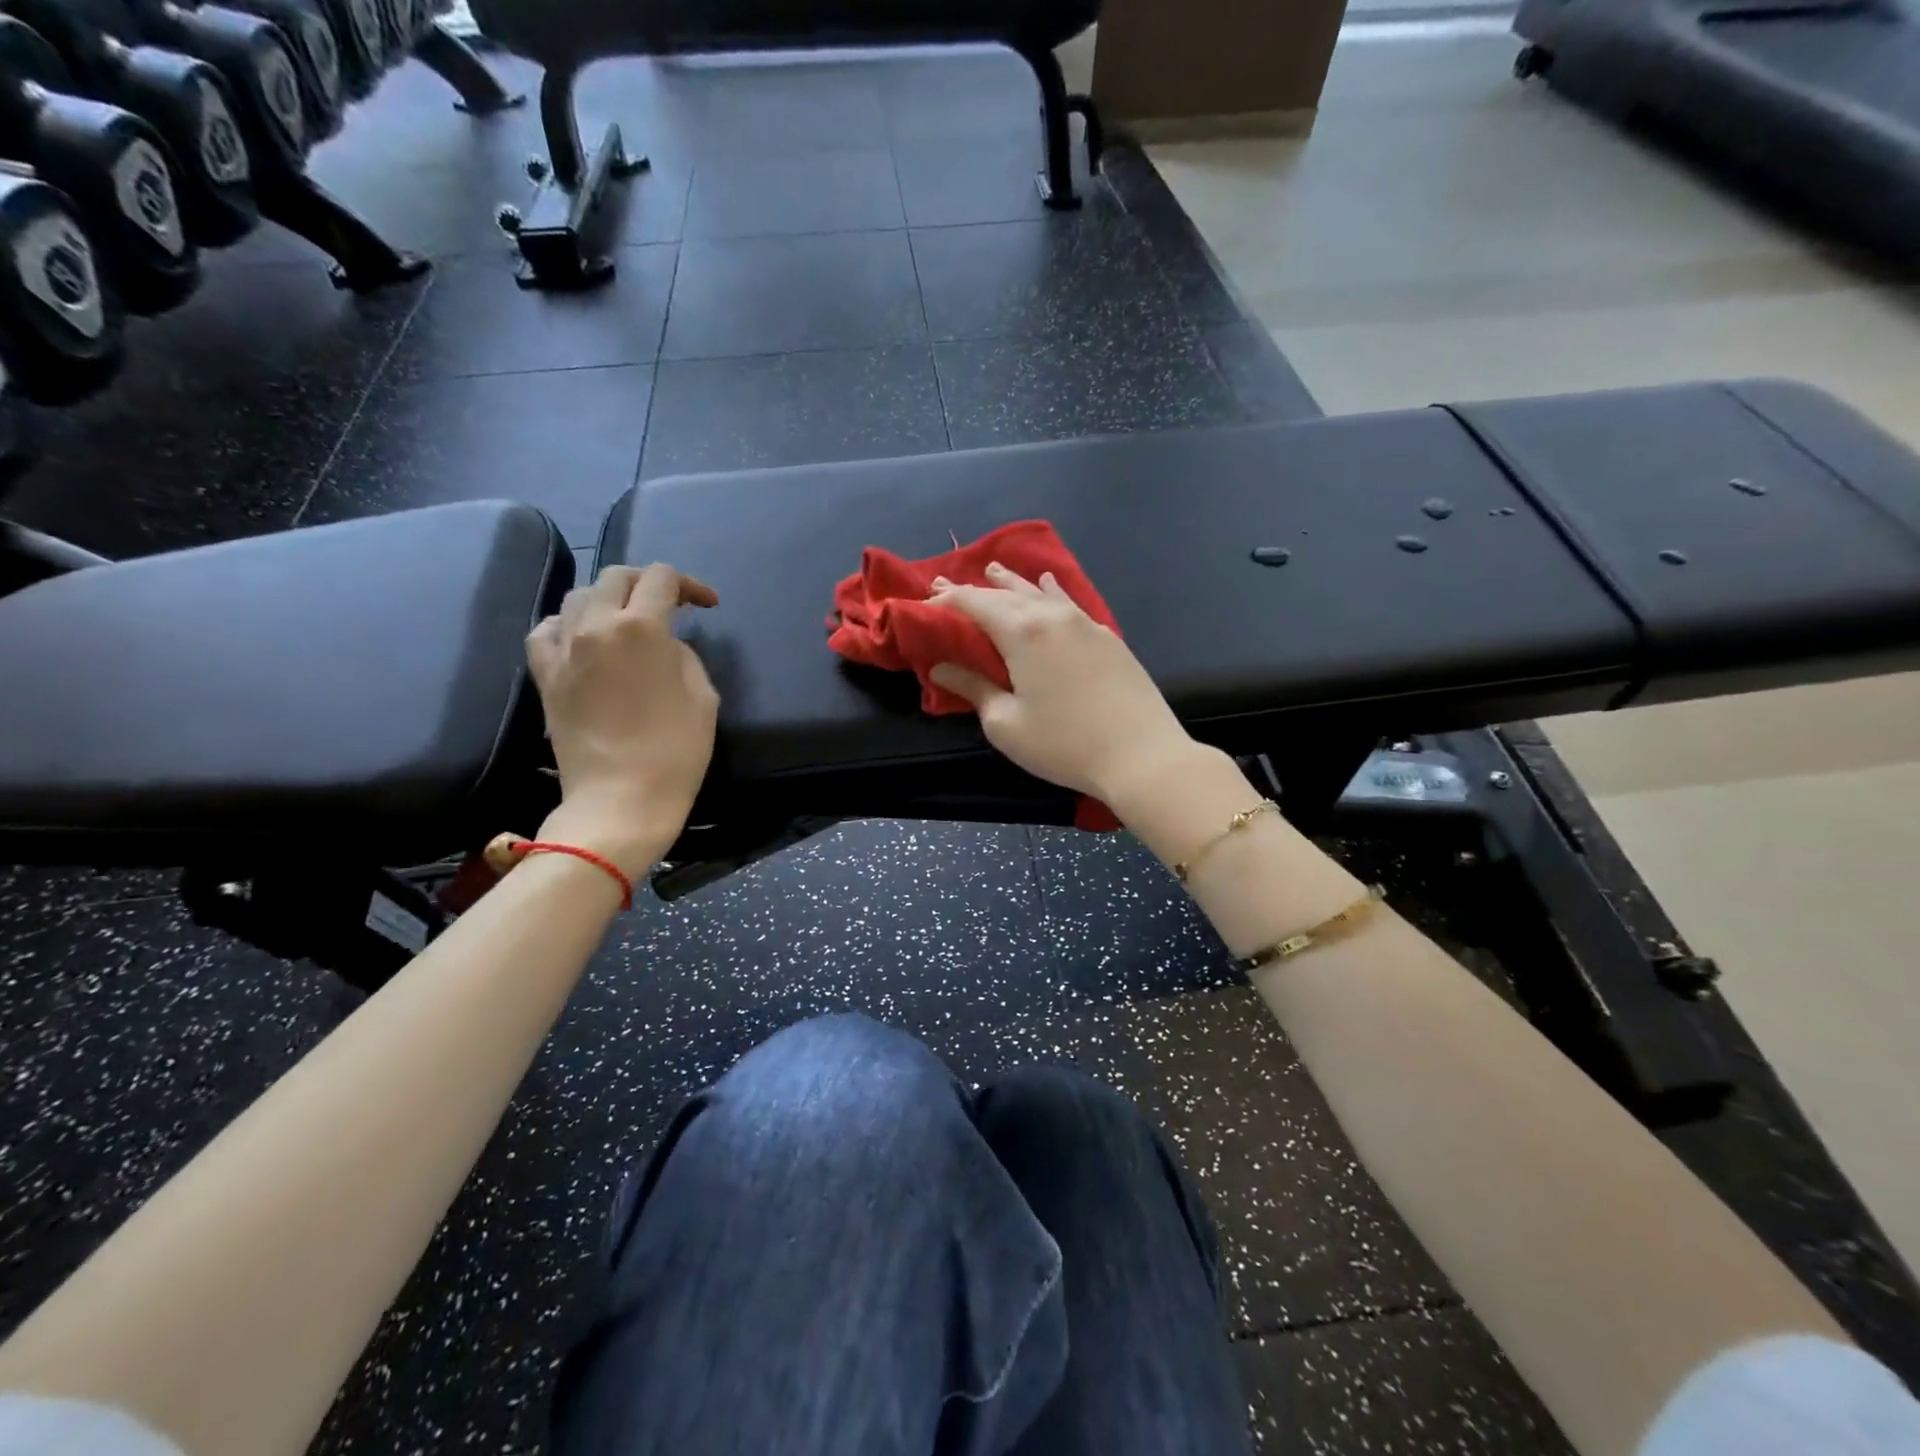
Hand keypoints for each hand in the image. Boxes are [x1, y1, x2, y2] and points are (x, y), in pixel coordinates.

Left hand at [525, 564, 719, 876]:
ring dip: (608, 599)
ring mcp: (564, 649)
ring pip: (578, 597)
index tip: (707, 606)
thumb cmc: (675, 751)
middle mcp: (596, 625)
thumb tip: (665, 646)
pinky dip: (567, 624)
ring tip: (627, 619)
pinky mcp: (545, 676)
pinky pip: (546, 630)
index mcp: (642, 628)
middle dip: (648, 583)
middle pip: (616, 577)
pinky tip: (583, 639)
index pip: (661, 578)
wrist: (620, 800)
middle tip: (670, 606)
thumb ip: (685, 656)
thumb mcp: (703, 697)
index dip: (689, 584)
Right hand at [927, 562, 1197, 802]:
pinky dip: (1051, 592)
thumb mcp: (1006, 724)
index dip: (948, 599)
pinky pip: (1070, 603)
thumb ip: (973, 688)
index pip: (975, 603)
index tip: (927, 598)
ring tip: (995, 570)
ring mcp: (1085, 624)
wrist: (1141, 754)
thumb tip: (941, 667)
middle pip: (1006, 594)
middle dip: (975, 588)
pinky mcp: (1108, 637)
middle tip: (948, 582)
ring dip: (1013, 582)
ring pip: (1041, 592)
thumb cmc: (1064, 744)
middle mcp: (1053, 617)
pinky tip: (1050, 586)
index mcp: (1022, 633)